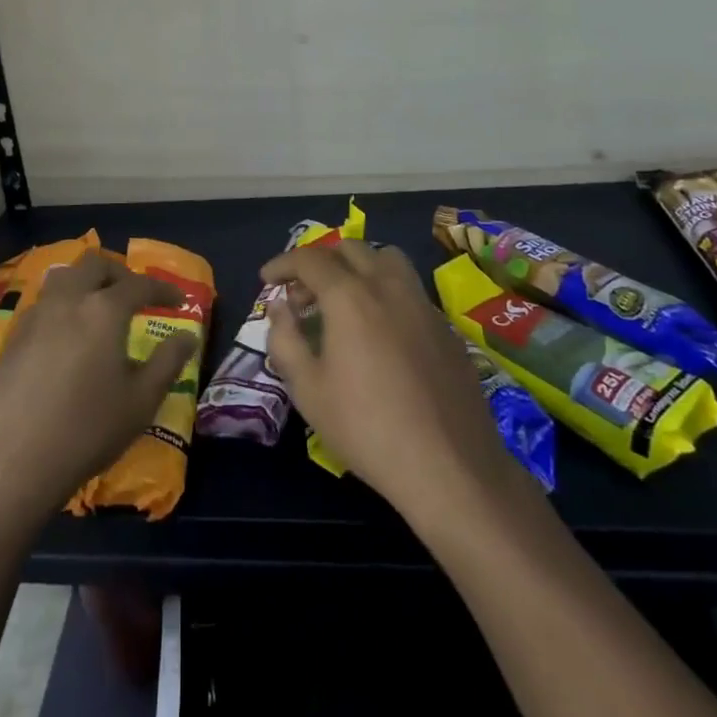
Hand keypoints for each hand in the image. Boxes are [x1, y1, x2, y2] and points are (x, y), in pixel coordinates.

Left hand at [0, 249, 197, 523]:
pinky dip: (63, 304)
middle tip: (134, 296)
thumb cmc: (87, 430)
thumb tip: (188, 335)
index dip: (163, 288)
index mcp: (104, 310)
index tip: (179, 300)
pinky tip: (67, 335)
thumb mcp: (141, 401)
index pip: (139, 284)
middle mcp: (69, 300)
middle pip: (95, 264)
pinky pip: (44, 302)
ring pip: (64, 276)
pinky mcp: (14, 336)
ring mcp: (36, 315)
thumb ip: (168, 362)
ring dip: (86, 282)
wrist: (14, 460)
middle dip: (120, 273)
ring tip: (98, 307)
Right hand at [263, 241, 521, 524]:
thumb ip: (285, 340)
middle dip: (319, 262)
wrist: (450, 468)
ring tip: (345, 301)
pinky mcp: (446, 328)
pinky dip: (386, 293)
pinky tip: (381, 334)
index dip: (283, 263)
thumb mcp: (308, 390)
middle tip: (302, 296)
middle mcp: (388, 286)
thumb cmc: (367, 428)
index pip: (309, 259)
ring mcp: (423, 304)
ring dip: (359, 267)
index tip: (267, 278)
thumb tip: (280, 308)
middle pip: (349, 249)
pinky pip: (410, 290)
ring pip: (387, 259)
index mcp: (350, 296)